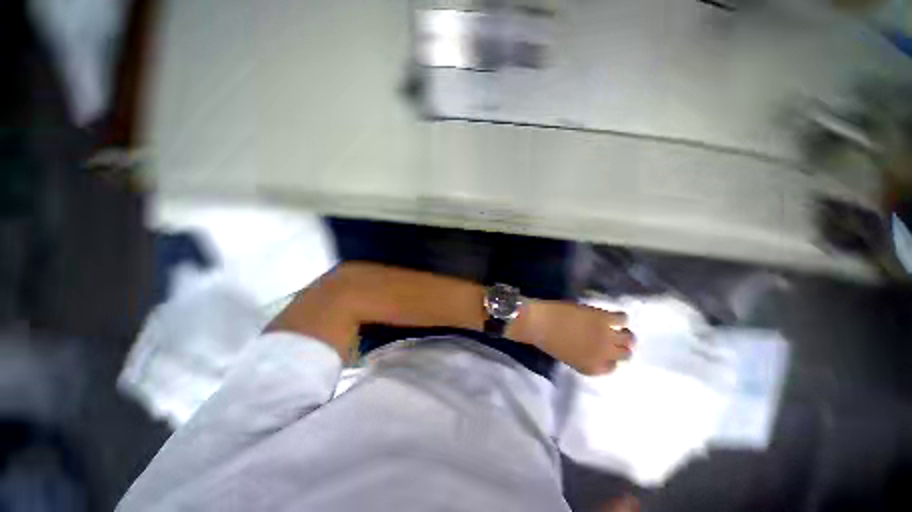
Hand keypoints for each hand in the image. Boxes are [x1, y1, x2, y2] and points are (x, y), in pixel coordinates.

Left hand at [516, 301, 633, 375]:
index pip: (612, 367)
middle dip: (621, 347)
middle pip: (625, 354)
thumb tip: (593, 350)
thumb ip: (584, 357)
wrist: (539, 322)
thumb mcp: (567, 356)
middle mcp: (603, 355)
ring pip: (629, 337)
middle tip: (614, 338)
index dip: (610, 358)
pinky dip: (620, 317)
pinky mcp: (604, 318)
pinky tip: (612, 315)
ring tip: (617, 327)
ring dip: (624, 333)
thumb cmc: (546, 339)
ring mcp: (606, 336)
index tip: (606, 351)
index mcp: (592, 368)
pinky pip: (622, 318)